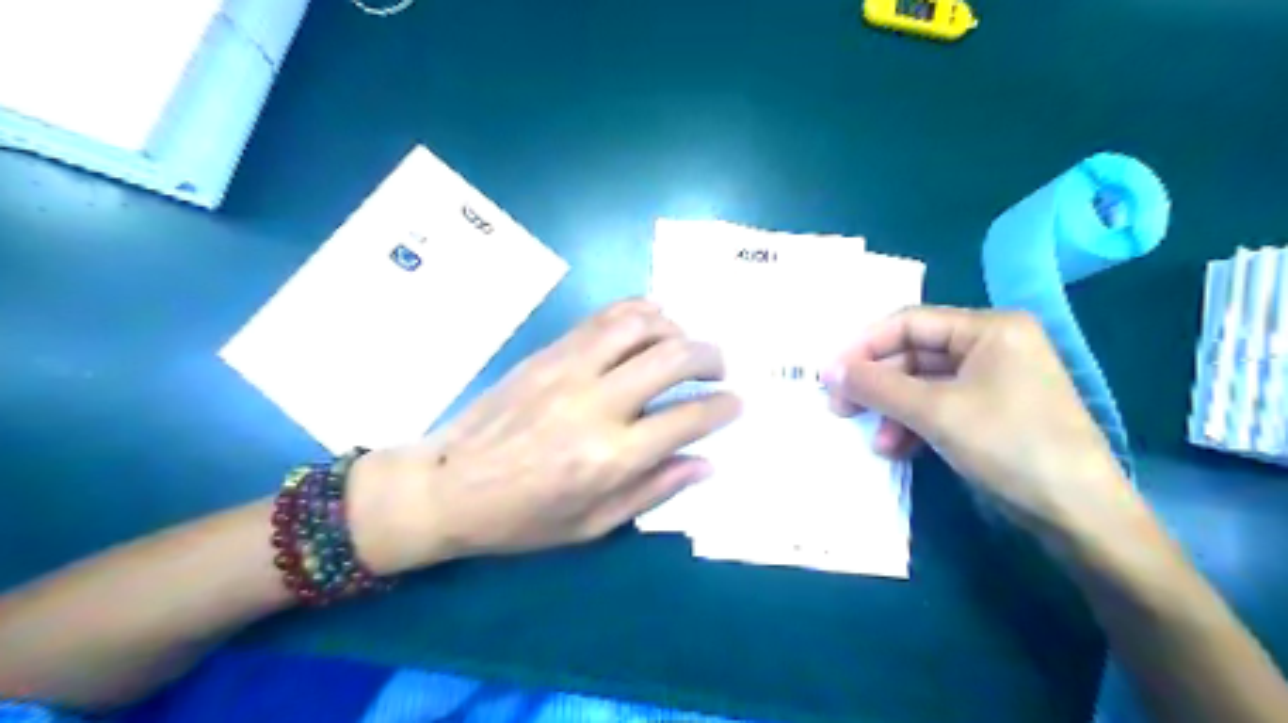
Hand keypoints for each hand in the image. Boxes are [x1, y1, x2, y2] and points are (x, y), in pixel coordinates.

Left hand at [347, 296, 739, 572]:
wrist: (446, 485)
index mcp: (610, 457)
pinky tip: (650, 324)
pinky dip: (638, 312)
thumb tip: (705, 463)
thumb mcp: (592, 525)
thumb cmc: (521, 518)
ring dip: (676, 327)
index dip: (723, 406)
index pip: (687, 418)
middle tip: (719, 368)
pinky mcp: (549, 352)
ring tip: (683, 344)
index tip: (736, 402)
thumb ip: (654, 490)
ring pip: (640, 324)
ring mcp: (569, 369)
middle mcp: (596, 404)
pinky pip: (604, 317)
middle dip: (710, 356)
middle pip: (673, 358)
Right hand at [819, 305, 1141, 541]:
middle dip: (877, 384)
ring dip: (893, 411)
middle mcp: (992, 345)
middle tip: (839, 407)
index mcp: (989, 328)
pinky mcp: (991, 412)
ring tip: (874, 442)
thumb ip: (878, 387)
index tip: (829, 374)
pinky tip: (897, 450)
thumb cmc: (1010, 446)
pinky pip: (939, 407)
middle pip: (914, 354)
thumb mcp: (936, 413)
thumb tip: (828, 370)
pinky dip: (914, 426)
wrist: (1080, 515)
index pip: (909, 323)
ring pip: (923, 385)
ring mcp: (993, 381)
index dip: (864, 346)